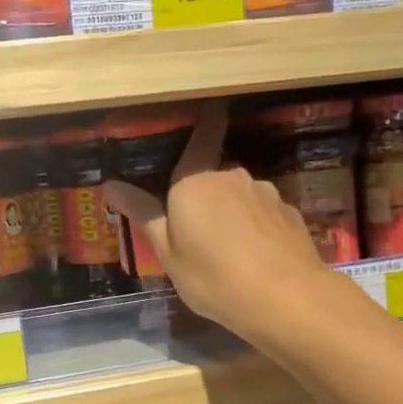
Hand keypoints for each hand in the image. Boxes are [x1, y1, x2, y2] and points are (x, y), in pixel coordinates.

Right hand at [103, 99, 340, 343]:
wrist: (285, 297)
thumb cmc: (213, 277)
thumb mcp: (168, 254)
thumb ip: (144, 216)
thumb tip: (112, 184)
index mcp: (194, 182)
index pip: (200, 140)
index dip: (206, 123)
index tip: (213, 106)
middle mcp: (231, 177)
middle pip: (214, 177)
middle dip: (206, 196)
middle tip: (197, 233)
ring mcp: (266, 194)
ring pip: (241, 196)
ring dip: (233, 213)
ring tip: (230, 252)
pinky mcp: (290, 214)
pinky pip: (264, 215)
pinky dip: (257, 228)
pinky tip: (257, 257)